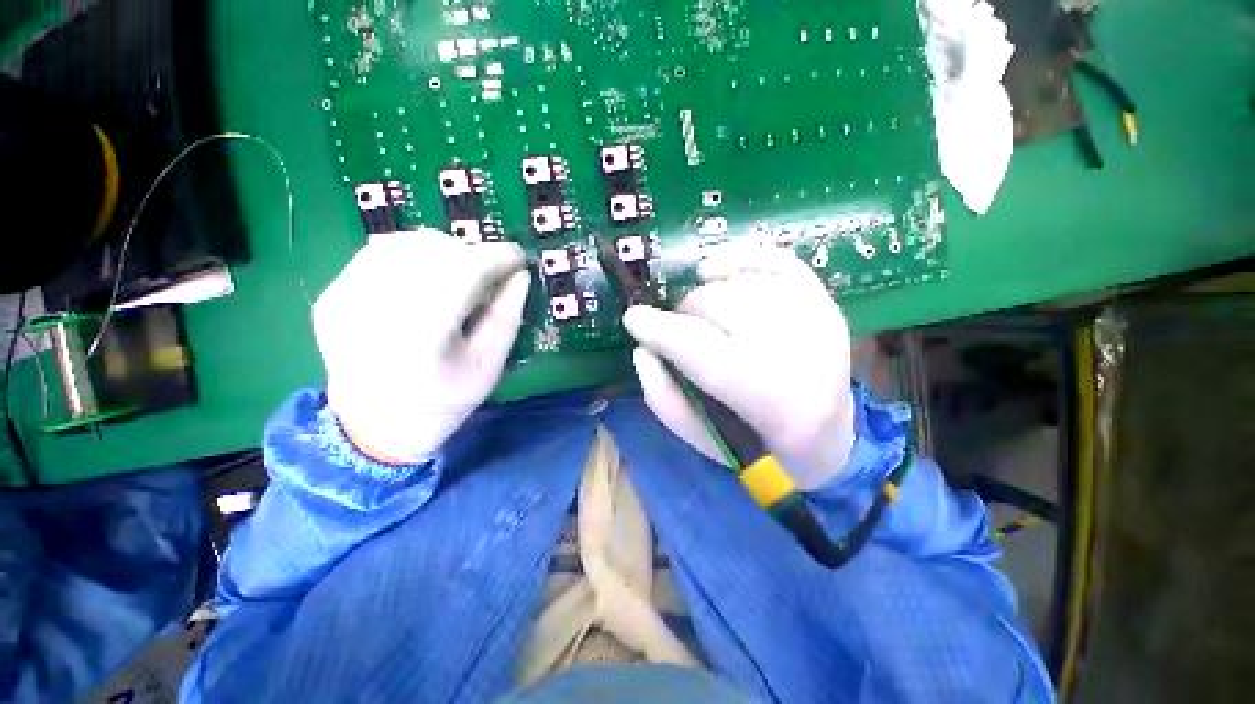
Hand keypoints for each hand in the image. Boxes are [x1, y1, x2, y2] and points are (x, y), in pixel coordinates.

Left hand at [313, 229, 529, 462]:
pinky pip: (377, 254)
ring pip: (404, 243)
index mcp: (422, 334)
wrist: (375, 427)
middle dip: (471, 254)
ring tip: (458, 275)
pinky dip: (410, 256)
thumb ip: (507, 316)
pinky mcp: (332, 296)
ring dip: (442, 251)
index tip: (519, 257)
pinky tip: (425, 279)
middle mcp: (375, 307)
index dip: (497, 256)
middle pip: (433, 250)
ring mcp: (345, 298)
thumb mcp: (489, 365)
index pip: (464, 271)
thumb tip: (521, 275)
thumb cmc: (444, 402)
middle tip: (489, 274)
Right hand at [622, 244, 855, 489]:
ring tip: (704, 318)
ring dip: (706, 297)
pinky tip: (714, 270)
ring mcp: (817, 319)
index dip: (660, 330)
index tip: (632, 319)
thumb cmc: (758, 446)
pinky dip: (737, 257)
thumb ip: (664, 396)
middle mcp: (801, 352)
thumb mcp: (702, 439)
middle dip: (683, 314)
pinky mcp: (823, 299)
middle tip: (678, 330)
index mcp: (770, 401)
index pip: (702, 350)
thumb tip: (642, 349)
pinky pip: (774, 259)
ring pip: (738, 284)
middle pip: (719, 306)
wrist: (826, 437)